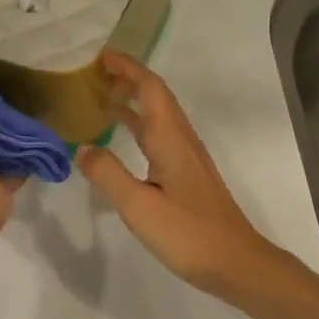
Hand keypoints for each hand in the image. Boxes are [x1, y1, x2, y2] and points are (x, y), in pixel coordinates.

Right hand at [77, 52, 289, 297]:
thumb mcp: (139, 206)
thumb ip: (108, 175)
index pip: (149, 88)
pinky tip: (124, 141)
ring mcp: (187, 158)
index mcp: (170, 139)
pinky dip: (139, 126)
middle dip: (128, 79)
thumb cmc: (188, 233)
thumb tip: (82, 147)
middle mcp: (181, 140)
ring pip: (158, 116)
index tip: (101, 56)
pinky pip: (160, 136)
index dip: (127, 68)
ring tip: (102, 98)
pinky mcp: (188, 175)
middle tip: (94, 75)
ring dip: (133, 102)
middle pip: (156, 97)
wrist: (236, 262)